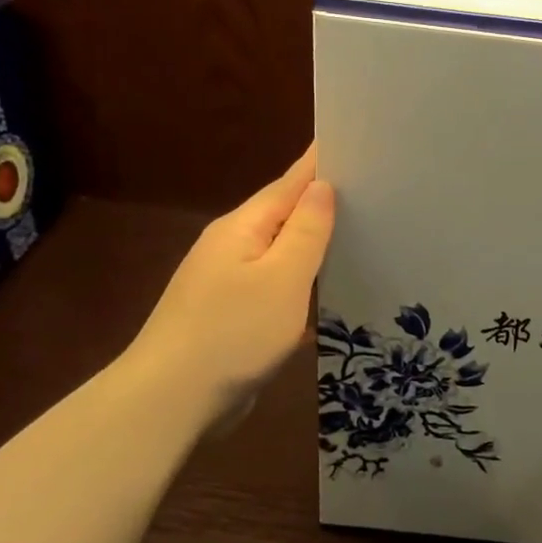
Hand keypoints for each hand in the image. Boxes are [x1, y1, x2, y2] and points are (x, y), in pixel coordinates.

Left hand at [125, 144, 334, 417]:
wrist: (169, 401)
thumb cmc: (232, 332)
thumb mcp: (282, 278)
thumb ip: (306, 231)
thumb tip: (322, 186)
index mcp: (243, 228)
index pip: (290, 183)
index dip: (320, 164)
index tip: (352, 141)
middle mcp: (231, 246)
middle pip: (284, 216)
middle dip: (322, 203)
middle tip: (372, 191)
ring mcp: (226, 282)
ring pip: (280, 253)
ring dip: (313, 245)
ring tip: (357, 236)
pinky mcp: (230, 315)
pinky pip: (274, 287)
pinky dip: (300, 283)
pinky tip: (323, 293)